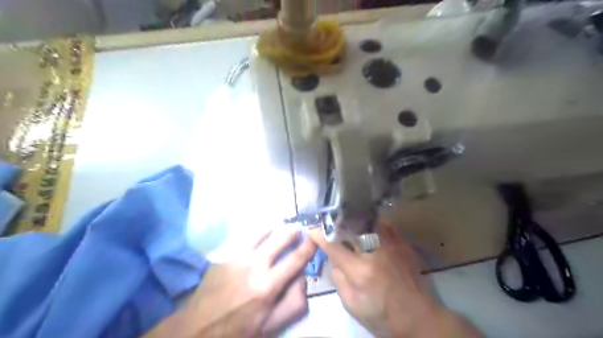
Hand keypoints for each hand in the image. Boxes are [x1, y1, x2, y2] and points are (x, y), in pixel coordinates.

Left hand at [147, 228, 316, 337]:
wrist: (198, 329)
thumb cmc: (238, 329)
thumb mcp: (271, 326)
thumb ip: (293, 303)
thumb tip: (303, 278)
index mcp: (268, 286)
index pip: (296, 259)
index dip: (309, 246)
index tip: (316, 237)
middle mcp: (254, 265)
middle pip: (280, 238)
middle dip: (293, 231)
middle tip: (299, 228)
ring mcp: (237, 257)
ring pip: (262, 232)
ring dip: (275, 228)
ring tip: (281, 226)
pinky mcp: (224, 254)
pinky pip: (245, 237)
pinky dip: (258, 233)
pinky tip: (260, 234)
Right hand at [308, 222, 483, 337]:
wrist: (418, 318)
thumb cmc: (382, 316)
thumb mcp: (352, 305)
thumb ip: (338, 278)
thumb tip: (332, 257)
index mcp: (360, 270)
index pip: (333, 246)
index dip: (320, 236)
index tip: (312, 230)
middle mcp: (375, 251)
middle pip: (350, 227)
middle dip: (336, 223)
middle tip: (329, 223)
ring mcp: (391, 245)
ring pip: (368, 221)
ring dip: (354, 220)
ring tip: (346, 221)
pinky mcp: (403, 244)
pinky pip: (385, 225)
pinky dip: (373, 223)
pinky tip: (368, 227)